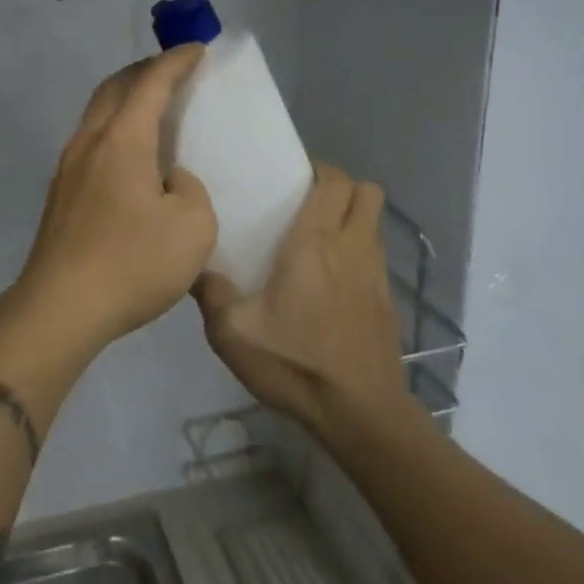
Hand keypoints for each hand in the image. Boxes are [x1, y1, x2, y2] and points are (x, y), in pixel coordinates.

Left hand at [10, 46, 216, 350]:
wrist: (60, 307)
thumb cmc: (132, 263)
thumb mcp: (193, 228)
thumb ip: (190, 191)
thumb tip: (169, 181)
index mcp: (123, 140)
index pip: (151, 83)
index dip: (176, 62)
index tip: (197, 50)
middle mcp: (90, 142)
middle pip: (114, 88)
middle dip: (144, 71)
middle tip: (172, 71)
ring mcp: (68, 167)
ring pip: (97, 114)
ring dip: (124, 100)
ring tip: (152, 109)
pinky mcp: (60, 194)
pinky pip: (91, 142)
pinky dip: (114, 129)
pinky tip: (130, 156)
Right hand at [195, 163, 409, 440]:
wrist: (359, 413)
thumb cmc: (295, 362)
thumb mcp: (232, 332)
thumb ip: (210, 293)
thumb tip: (194, 267)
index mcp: (315, 243)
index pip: (335, 181)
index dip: (320, 170)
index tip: (295, 179)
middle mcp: (352, 248)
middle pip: (368, 193)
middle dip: (343, 188)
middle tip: (310, 204)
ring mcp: (377, 276)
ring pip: (376, 225)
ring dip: (353, 221)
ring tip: (319, 244)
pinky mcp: (388, 304)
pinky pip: (377, 260)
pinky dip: (360, 257)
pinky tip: (334, 288)